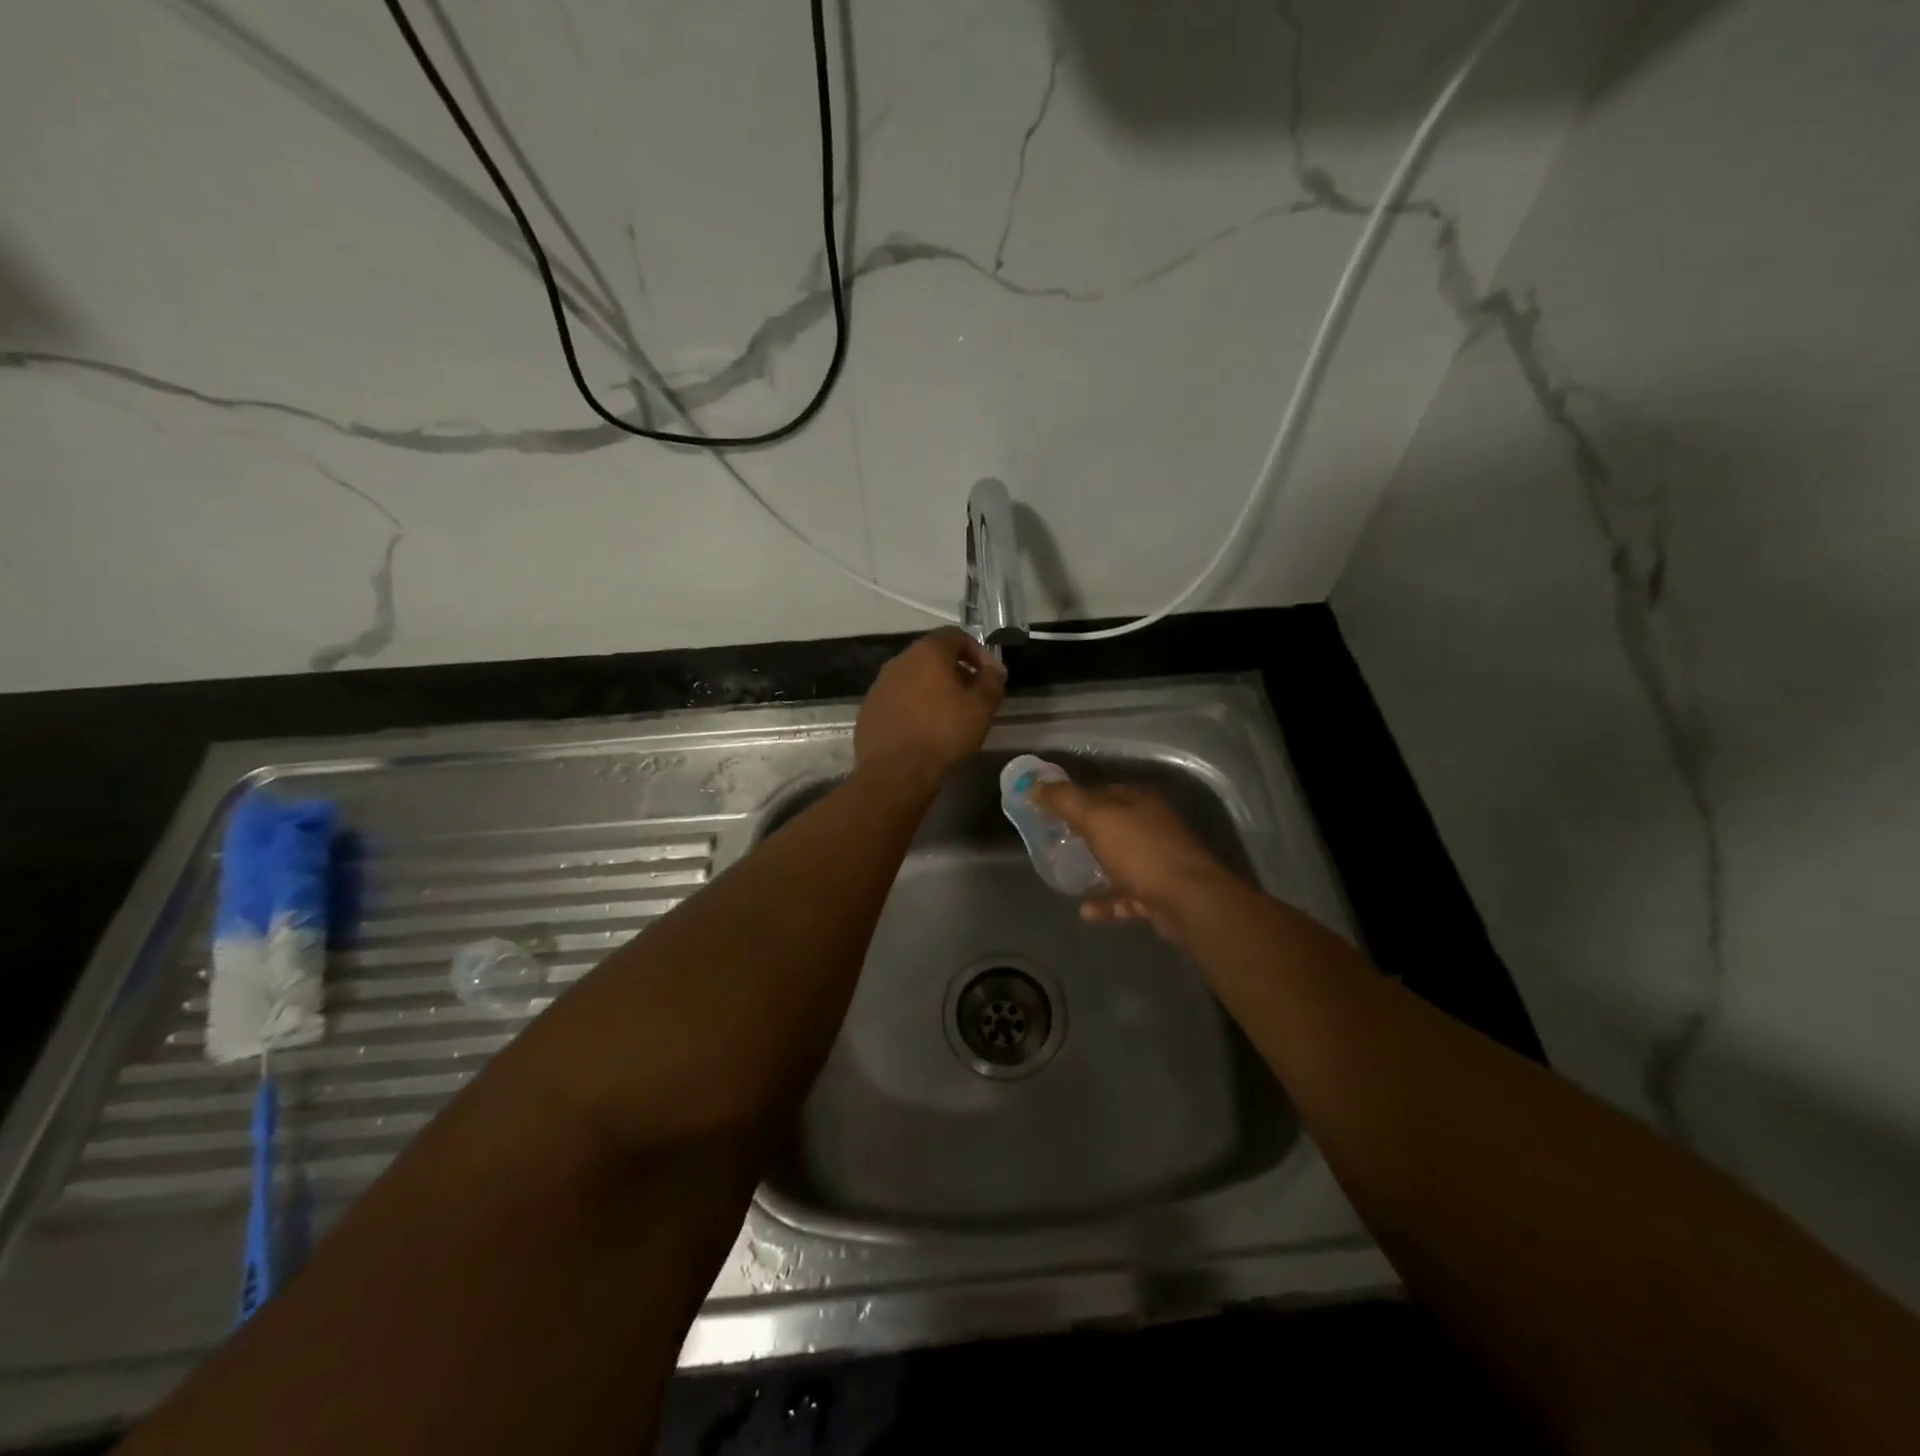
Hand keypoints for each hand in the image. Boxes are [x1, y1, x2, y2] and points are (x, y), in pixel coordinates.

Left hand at [854, 629, 1006, 786]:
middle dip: (955, 671)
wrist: (895, 772)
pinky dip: (913, 707)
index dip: (978, 651)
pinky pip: (897, 700)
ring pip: (912, 678)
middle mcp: (899, 661)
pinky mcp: (868, 710)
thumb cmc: (944, 734)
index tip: (990, 675)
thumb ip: (992, 681)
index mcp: (927, 653)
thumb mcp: (981, 707)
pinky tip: (922, 730)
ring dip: (932, 689)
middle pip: (932, 656)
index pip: (956, 636)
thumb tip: (995, 668)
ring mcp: (879, 685)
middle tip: (971, 695)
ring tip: (948, 715)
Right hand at [1026, 781, 1234, 940]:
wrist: (1188, 901)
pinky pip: (1128, 895)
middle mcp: (1153, 825)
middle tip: (1054, 847)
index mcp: (1140, 801)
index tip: (1049, 814)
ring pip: (1120, 862)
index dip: (1074, 801)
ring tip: (1068, 878)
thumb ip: (1064, 800)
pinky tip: (1086, 911)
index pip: (1102, 792)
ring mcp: (1160, 860)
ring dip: (1095, 871)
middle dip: (1083, 836)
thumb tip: (1033, 786)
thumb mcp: (1096, 818)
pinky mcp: (1162, 892)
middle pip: (1111, 827)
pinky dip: (1108, 901)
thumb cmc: (1140, 851)